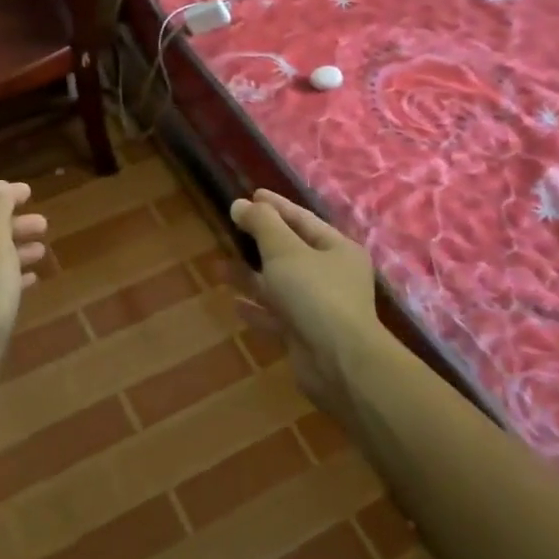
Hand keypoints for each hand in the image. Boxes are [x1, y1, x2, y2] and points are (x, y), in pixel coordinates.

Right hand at [229, 189, 382, 423]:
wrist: (339, 362)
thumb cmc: (315, 295)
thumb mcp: (285, 251)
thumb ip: (262, 225)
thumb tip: (241, 204)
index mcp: (337, 249)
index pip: (302, 219)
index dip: (275, 206)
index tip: (251, 195)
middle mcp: (332, 275)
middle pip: (291, 251)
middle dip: (260, 241)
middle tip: (231, 228)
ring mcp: (319, 307)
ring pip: (280, 284)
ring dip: (251, 276)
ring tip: (219, 265)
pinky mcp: (305, 334)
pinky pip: (276, 315)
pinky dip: (257, 308)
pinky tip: (234, 303)